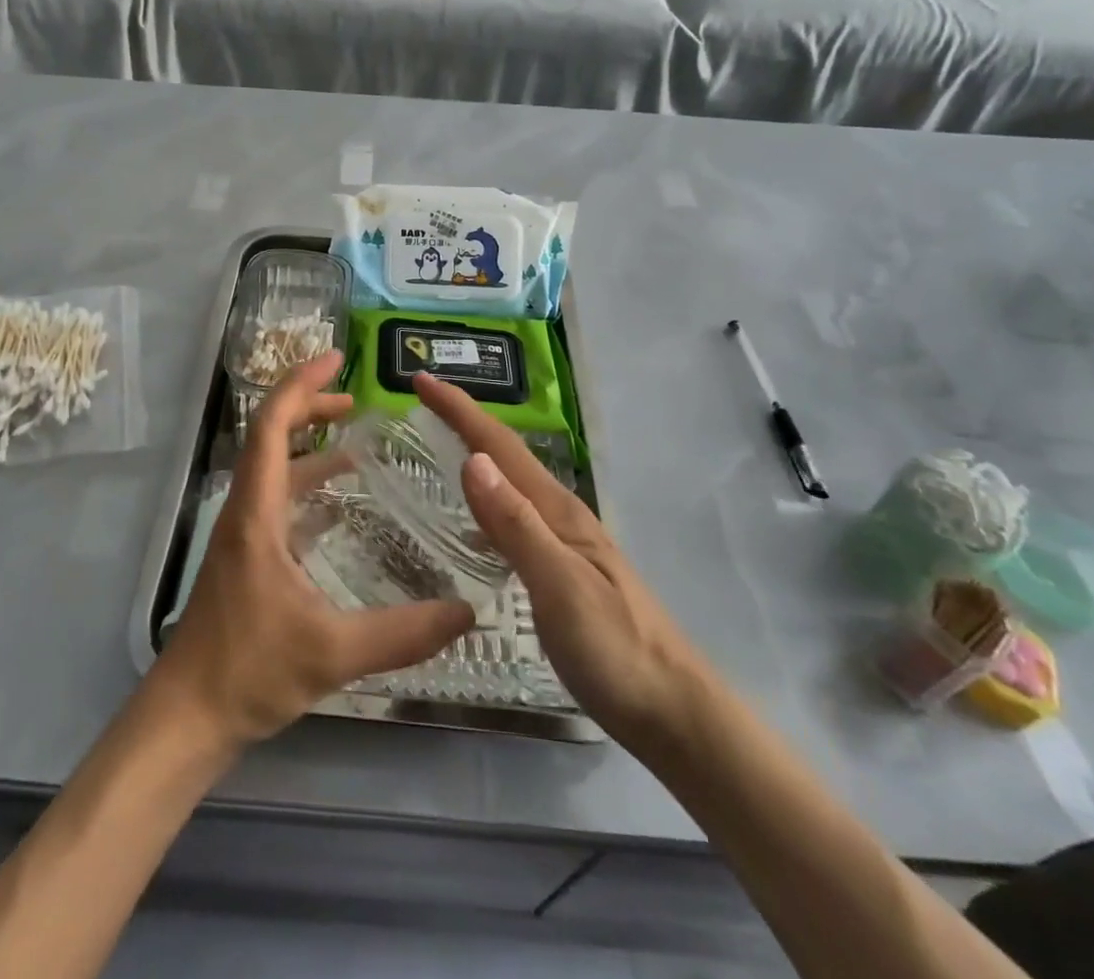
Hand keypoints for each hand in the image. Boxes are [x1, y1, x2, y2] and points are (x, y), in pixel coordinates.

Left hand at [156, 353, 475, 748]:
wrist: (187, 718)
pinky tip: (340, 504)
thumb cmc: (249, 672)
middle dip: (310, 407)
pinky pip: (278, 501)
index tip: (337, 359)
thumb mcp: (333, 652)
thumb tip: (468, 612)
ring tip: (356, 442)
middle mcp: (246, 510)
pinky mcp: (247, 558)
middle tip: (357, 399)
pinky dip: (307, 485)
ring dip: (309, 446)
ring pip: (274, 469)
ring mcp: (243, 535)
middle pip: (271, 435)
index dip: (302, 384)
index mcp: (257, 511)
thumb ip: (404, 633)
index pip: (273, 424)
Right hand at [414, 374, 706, 746]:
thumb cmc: (615, 650)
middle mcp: (559, 514)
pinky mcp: (562, 569)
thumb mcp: (560, 586)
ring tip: (438, 444)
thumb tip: (471, 460)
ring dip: (474, 454)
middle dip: (464, 421)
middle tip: (420, 403)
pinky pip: (514, 515)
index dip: (459, 409)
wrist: (673, 712)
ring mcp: (564, 542)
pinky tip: (472, 519)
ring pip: (510, 482)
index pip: (499, 445)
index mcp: (557, 510)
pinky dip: (486, 499)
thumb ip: (516, 525)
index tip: (420, 381)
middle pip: (505, 454)